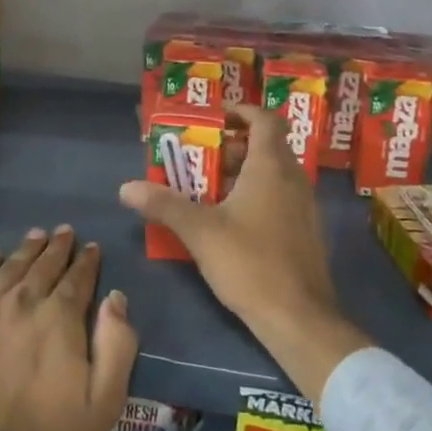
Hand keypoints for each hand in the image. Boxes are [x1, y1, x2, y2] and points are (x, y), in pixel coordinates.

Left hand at [0, 227, 137, 430]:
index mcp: (60, 319)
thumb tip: (115, 297)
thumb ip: (118, 345)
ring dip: (26, 249)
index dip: (87, 261)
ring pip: (10, 267)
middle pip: (43, 265)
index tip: (92, 248)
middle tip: (65, 232)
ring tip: (37, 236)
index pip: (78, 278)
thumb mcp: (104, 402)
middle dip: (58, 248)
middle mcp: (22, 302)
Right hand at [119, 103, 372, 402]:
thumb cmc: (250, 263)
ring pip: (273, 173)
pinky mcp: (305, 231)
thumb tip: (126, 187)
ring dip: (242, 172)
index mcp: (271, 167)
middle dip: (232, 146)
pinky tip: (230, 220)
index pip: (264, 119)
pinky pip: (280, 196)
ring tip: (207, 187)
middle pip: (266, 146)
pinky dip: (256, 194)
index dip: (240, 112)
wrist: (299, 318)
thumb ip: (164, 205)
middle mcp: (293, 179)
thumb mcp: (200, 231)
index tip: (214, 118)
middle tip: (199, 156)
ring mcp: (304, 206)